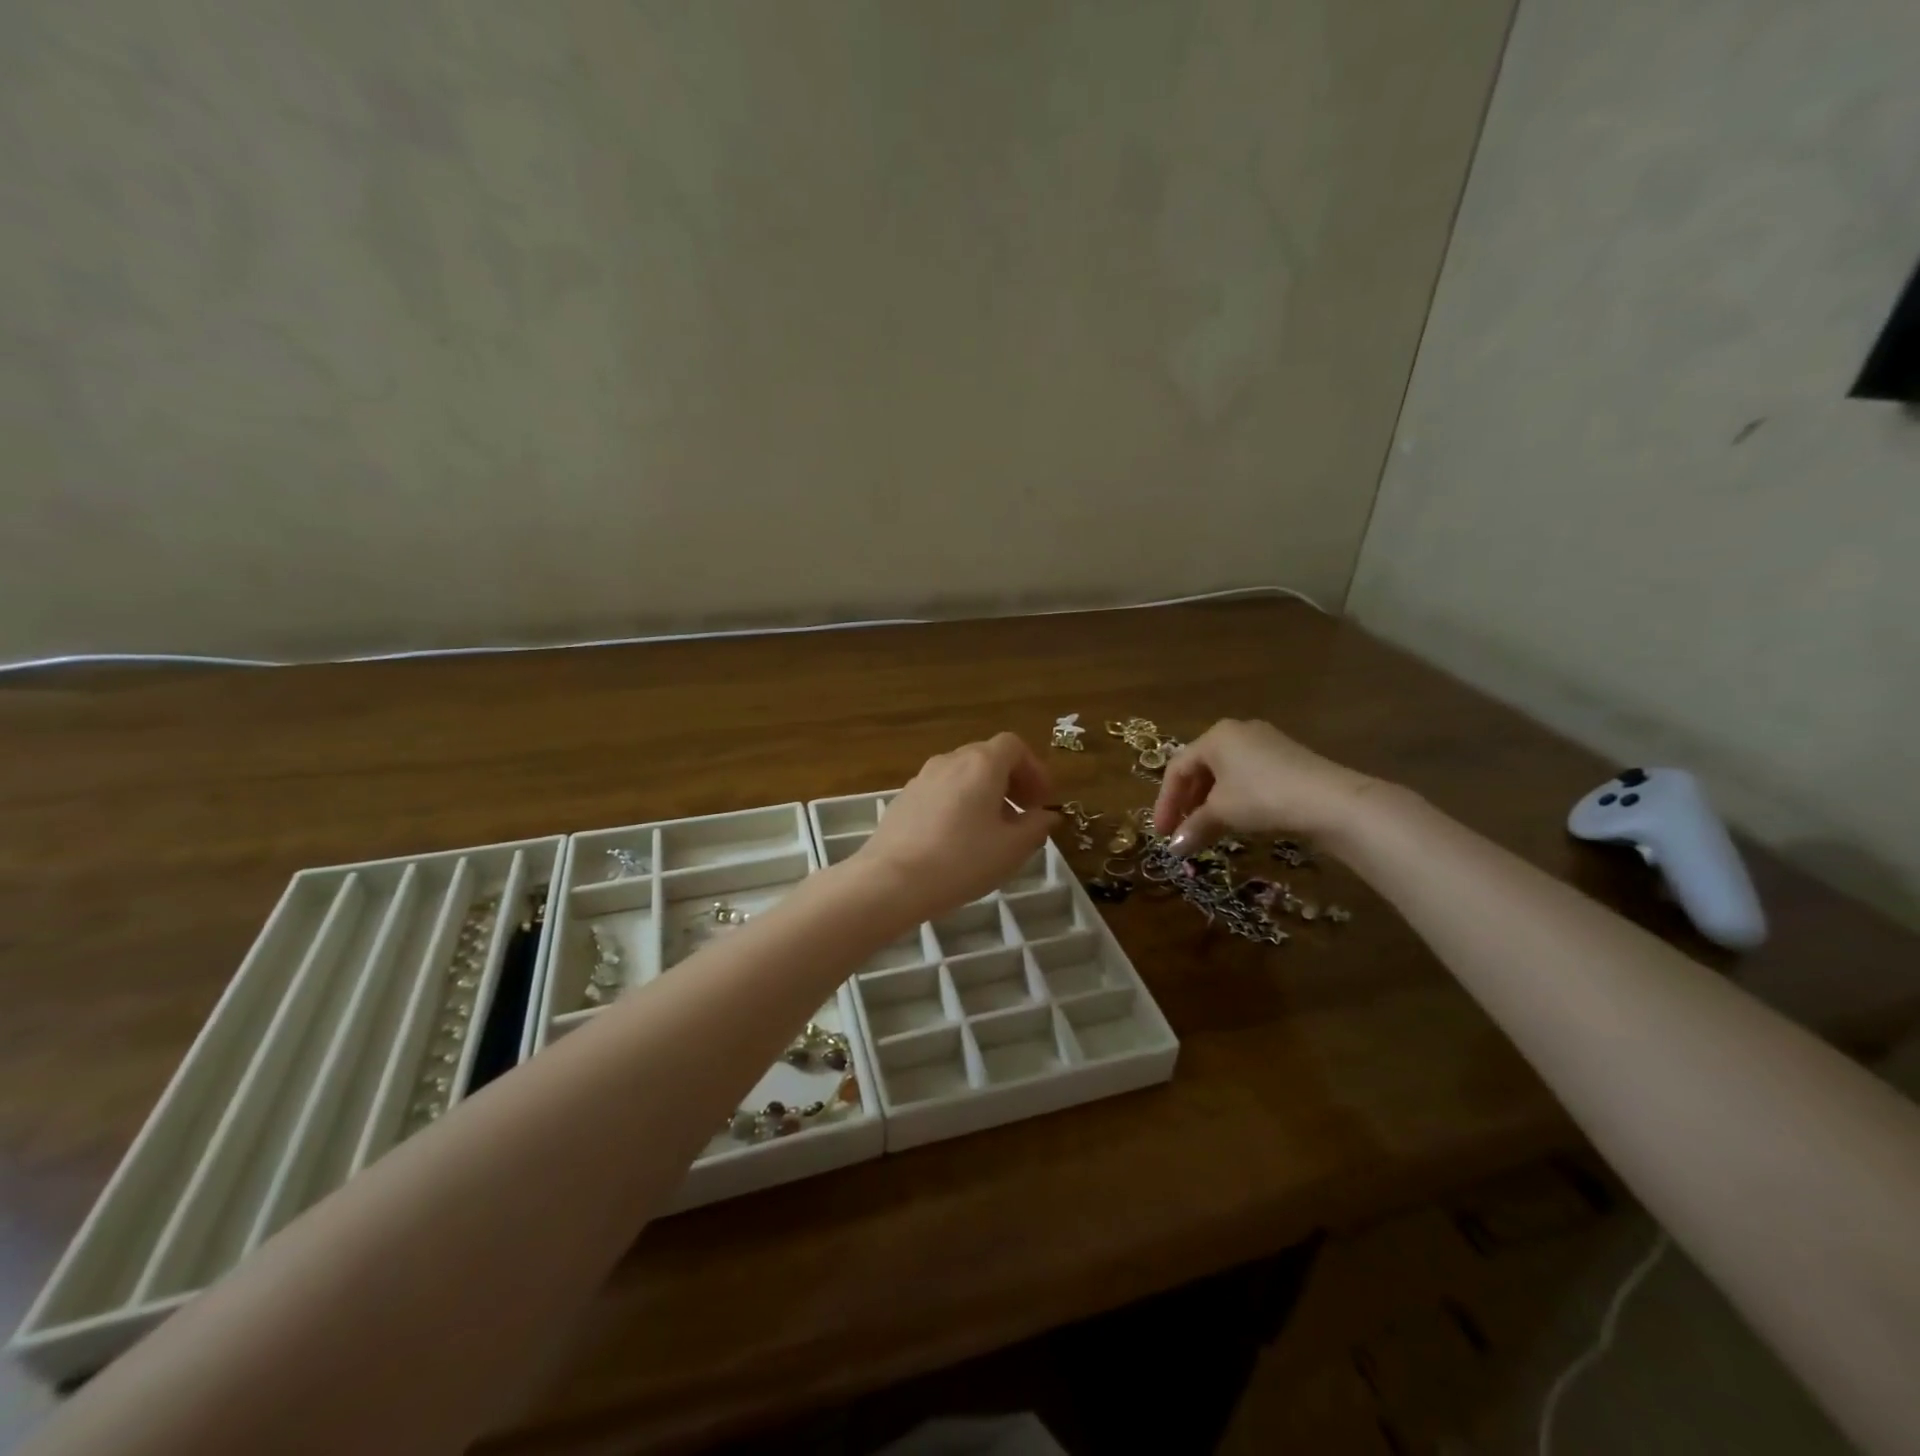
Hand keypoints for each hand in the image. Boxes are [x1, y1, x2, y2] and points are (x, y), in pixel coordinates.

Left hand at [853, 733, 1059, 924]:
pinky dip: (958, 804)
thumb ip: (1036, 827)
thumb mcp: (1012, 848)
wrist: (891, 880)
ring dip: (984, 794)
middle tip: (1023, 815)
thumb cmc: (961, 860)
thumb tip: (1046, 816)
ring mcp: (921, 778)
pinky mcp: (903, 800)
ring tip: (992, 831)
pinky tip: (958, 840)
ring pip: (962, 775)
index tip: (1042, 801)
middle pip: (987, 757)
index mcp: (981, 764)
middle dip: (1011, 781)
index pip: (1014, 746)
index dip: (1034, 769)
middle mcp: (950, 761)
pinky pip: (941, 792)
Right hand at [1152, 718, 1381, 852]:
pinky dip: (1234, 798)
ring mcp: (1265, 743)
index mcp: (1215, 736)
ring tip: (1206, 829)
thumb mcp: (1222, 813)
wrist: (1329, 800)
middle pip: (1200, 768)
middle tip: (1181, 830)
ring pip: (1224, 774)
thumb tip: (1173, 849)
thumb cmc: (1262, 797)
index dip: (1165, 803)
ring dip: (1210, 803)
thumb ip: (1193, 828)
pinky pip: (1247, 776)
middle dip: (1187, 802)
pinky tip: (1237, 820)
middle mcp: (1237, 732)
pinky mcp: (1287, 758)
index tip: (1162, 833)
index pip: (1177, 768)